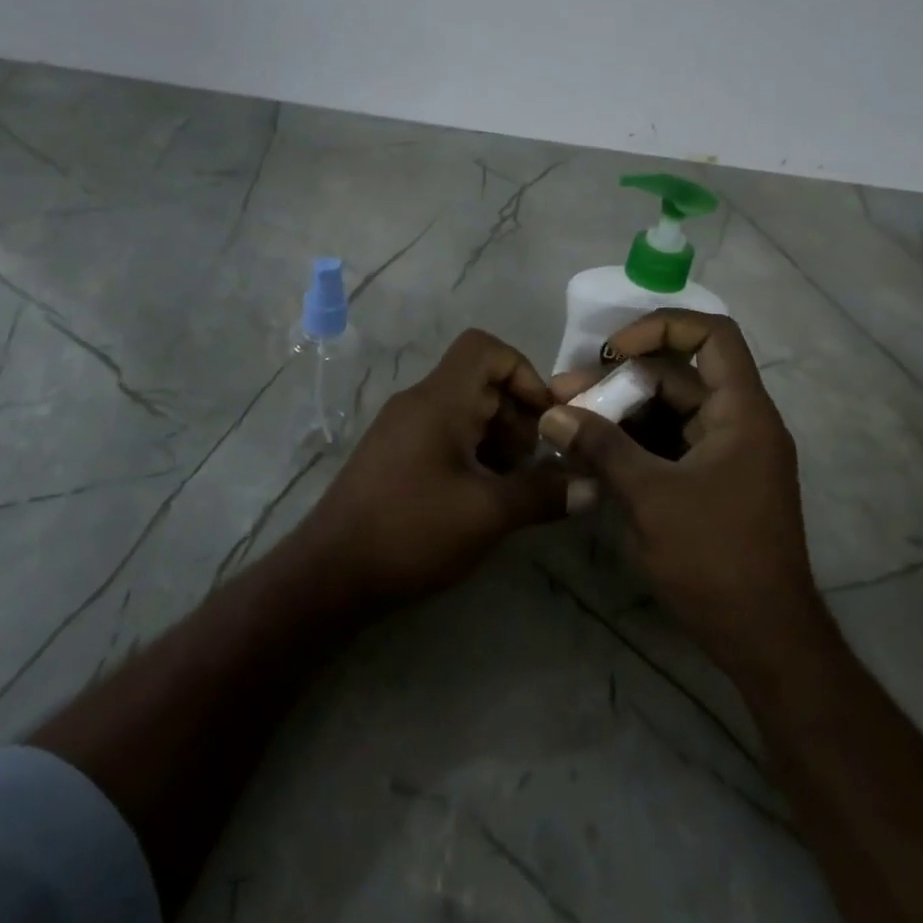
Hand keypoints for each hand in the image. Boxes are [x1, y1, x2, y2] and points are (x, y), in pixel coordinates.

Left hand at [294, 329, 566, 606]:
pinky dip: (474, 455)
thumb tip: (591, 487)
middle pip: (481, 382)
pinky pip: (446, 437)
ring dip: (499, 441)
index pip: (485, 348)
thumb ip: (542, 494)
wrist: (330, 573)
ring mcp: (403, 430)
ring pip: (465, 412)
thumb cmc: (411, 530)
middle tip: (538, 464)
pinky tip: (486, 498)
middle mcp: (419, 403)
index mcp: (439, 399)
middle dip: (519, 417)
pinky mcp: (396, 457)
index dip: (524, 372)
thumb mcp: (487, 513)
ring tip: (516, 486)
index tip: (547, 418)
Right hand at [542, 312, 815, 661]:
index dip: (659, 328)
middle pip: (676, 377)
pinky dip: (631, 445)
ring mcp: (724, 455)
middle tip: (564, 395)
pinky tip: (589, 457)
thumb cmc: (715, 557)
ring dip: (618, 415)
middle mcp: (738, 423)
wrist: (765, 640)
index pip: (712, 335)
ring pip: (666, 413)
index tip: (611, 352)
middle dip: (617, 382)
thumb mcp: (650, 496)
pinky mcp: (710, 483)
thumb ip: (600, 447)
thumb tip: (552, 413)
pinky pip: (666, 446)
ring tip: (566, 425)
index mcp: (741, 412)